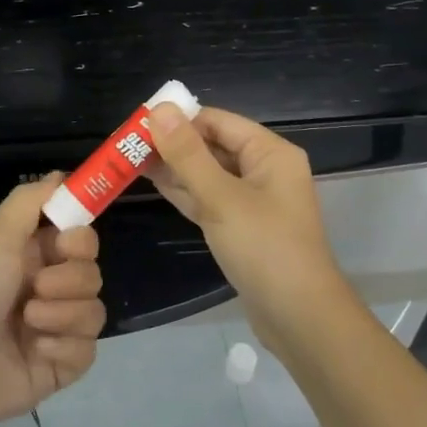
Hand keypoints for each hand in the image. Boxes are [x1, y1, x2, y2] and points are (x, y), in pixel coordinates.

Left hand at [0, 176, 105, 426]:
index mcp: (29, 256)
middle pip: (91, 271)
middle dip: (69, 278)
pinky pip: (88, 348)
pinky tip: (36, 351)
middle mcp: (45, 288)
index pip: (79, 237)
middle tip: (36, 287)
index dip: (80, 238)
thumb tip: (61, 174)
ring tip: (28, 323)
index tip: (64, 242)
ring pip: (94, 309)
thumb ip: (30, 202)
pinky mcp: (58, 366)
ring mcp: (54, 329)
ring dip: (63, 313)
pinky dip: (64, 347)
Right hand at [148, 104, 357, 353]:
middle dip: (173, 144)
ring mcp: (254, 201)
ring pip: (209, 174)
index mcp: (270, 153)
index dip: (180, 119)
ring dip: (175, 168)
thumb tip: (160, 109)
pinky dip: (185, 191)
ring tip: (131, 160)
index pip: (218, 121)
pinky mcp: (242, 227)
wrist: (299, 318)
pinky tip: (154, 184)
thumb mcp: (221, 198)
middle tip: (127, 143)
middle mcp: (265, 170)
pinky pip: (210, 199)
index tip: (139, 122)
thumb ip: (188, 154)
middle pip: (213, 145)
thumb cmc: (264, 248)